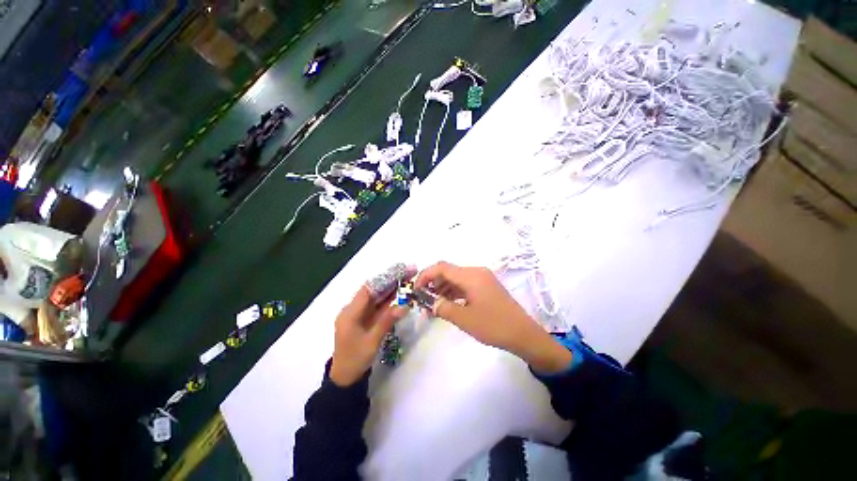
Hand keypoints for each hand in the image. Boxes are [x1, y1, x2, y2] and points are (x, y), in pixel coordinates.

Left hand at [329, 265, 412, 386]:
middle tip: (409, 272)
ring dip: (392, 288)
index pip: (368, 289)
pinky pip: (378, 305)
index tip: (400, 271)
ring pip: (377, 296)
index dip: (385, 278)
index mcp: (350, 312)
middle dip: (391, 280)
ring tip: (408, 278)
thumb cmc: (355, 360)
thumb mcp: (371, 341)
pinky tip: (401, 293)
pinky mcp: (365, 318)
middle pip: (374, 290)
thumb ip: (387, 321)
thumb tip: (404, 305)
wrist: (345, 378)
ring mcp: (360, 313)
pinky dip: (390, 299)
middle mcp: (354, 309)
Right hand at [415, 262, 571, 372]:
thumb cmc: (494, 326)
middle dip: (432, 283)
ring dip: (442, 288)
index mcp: (471, 276)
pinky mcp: (486, 286)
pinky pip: (465, 284)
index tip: (415, 289)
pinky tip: (447, 303)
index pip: (442, 267)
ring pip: (456, 278)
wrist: (524, 335)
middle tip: (422, 299)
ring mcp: (482, 278)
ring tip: (432, 304)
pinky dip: (453, 292)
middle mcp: (476, 272)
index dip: (425, 275)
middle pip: (448, 271)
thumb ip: (443, 308)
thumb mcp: (464, 319)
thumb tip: (428, 302)